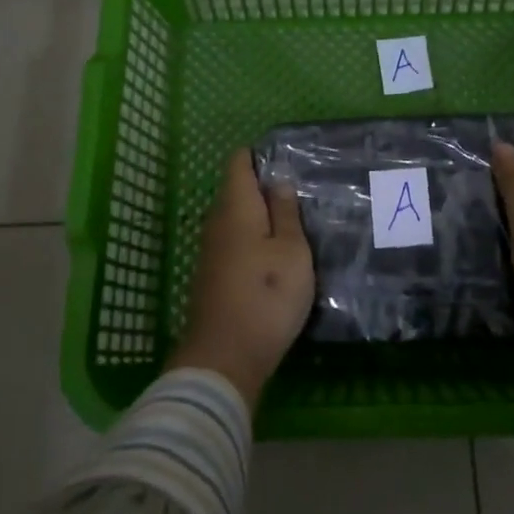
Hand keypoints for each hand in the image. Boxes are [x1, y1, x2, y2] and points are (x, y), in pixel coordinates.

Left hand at [169, 148, 314, 407]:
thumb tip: (279, 180)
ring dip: (261, 217)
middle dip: (265, 187)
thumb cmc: (266, 295)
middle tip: (302, 194)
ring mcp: (211, 250)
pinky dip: (254, 240)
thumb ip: (285, 212)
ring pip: (237, 218)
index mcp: (236, 206)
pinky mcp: (213, 275)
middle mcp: (217, 221)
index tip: (289, 161)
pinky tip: (275, 255)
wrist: (225, 357)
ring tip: (296, 223)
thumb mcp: (291, 250)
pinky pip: (234, 242)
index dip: (261, 155)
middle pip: (237, 190)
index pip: (239, 162)